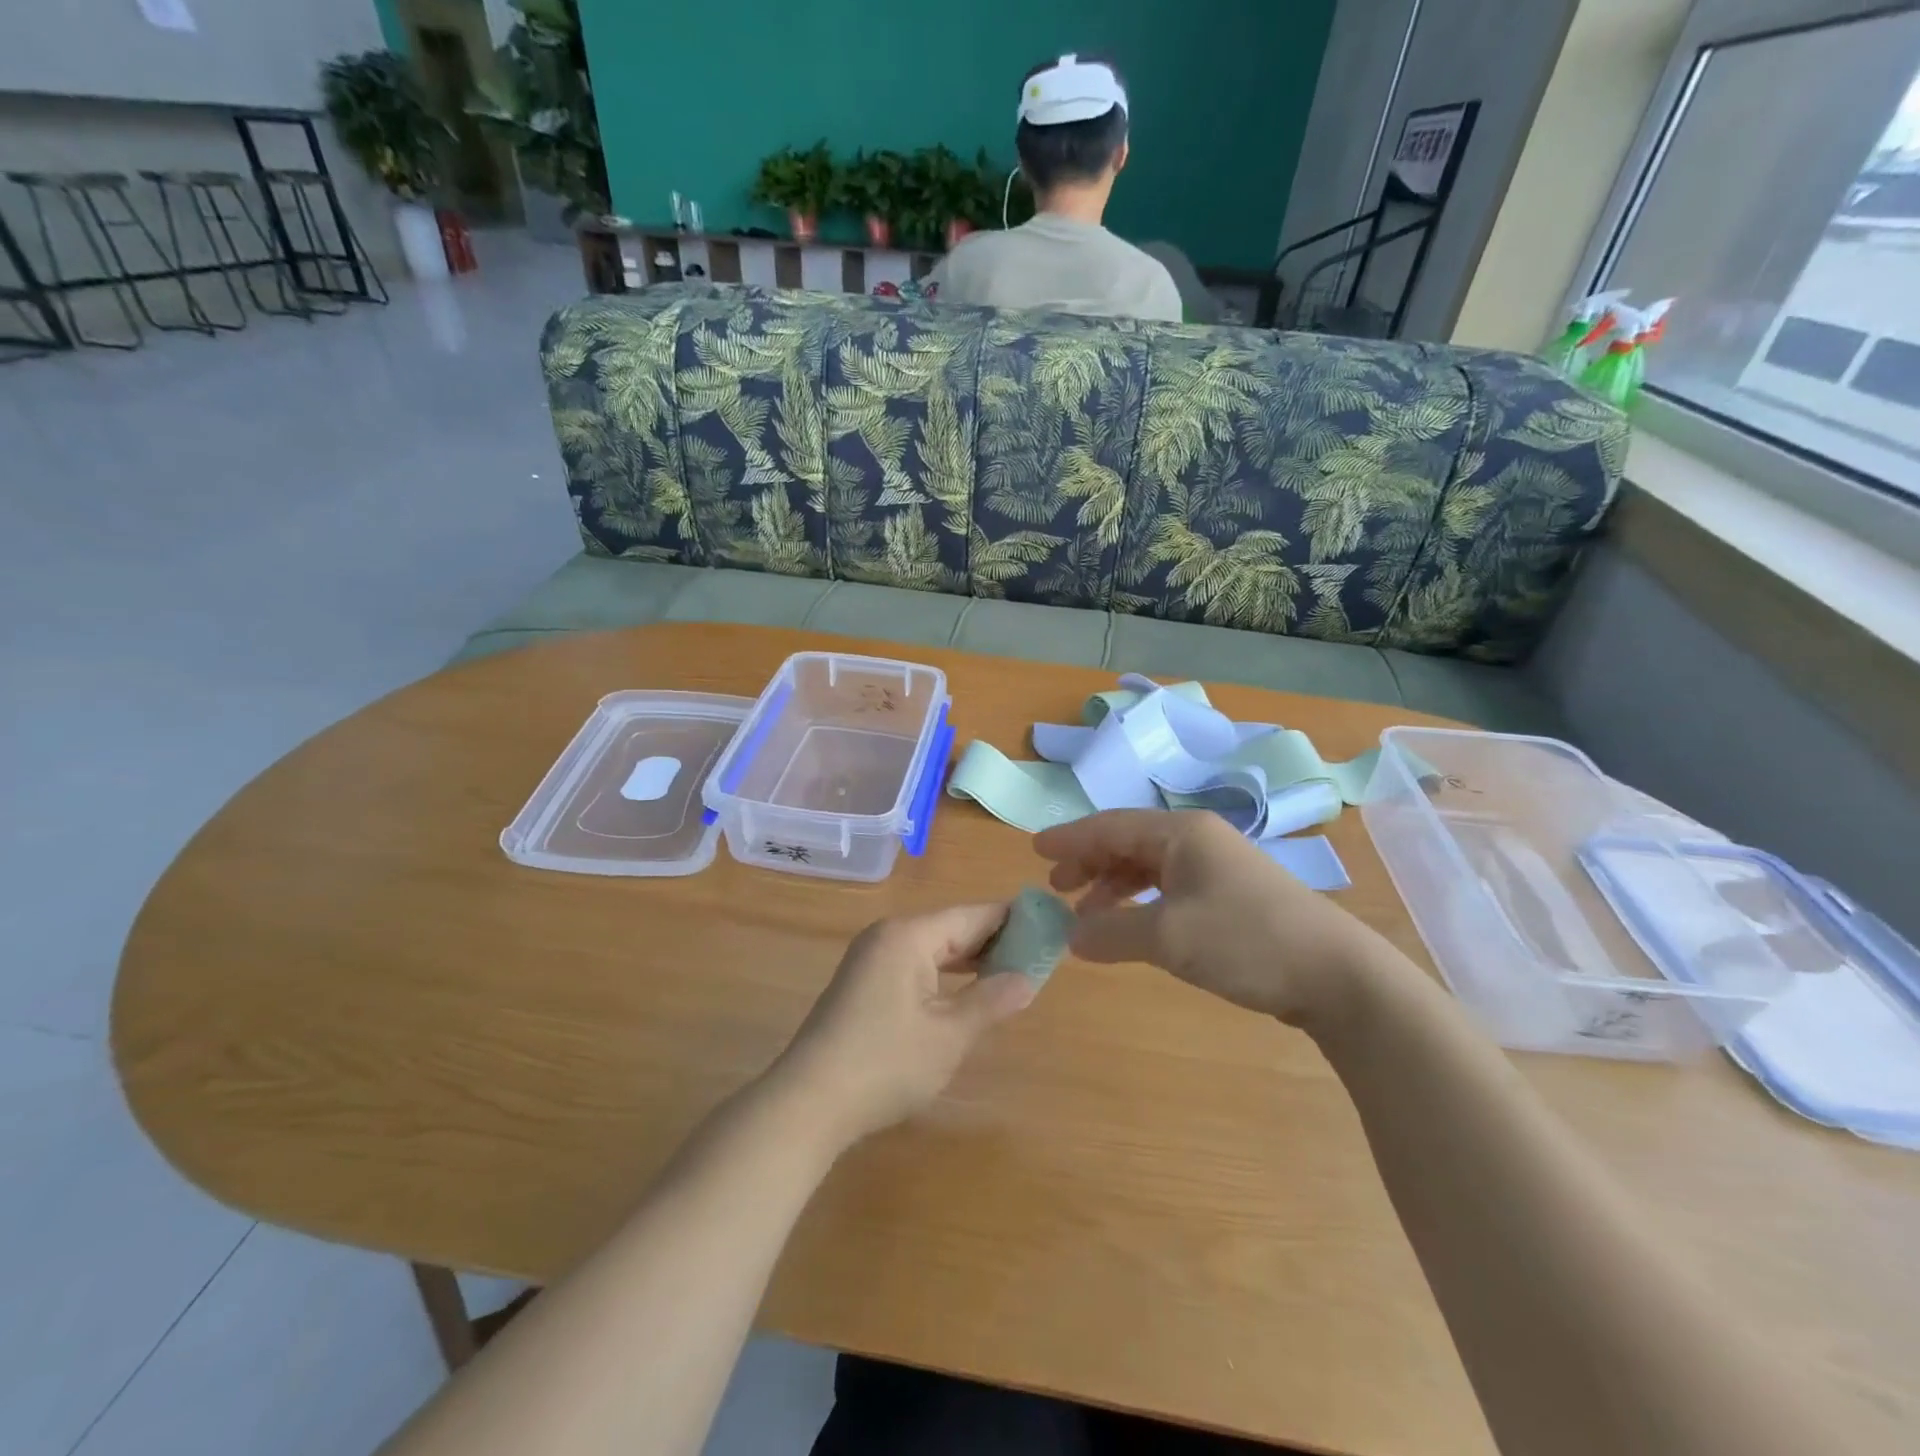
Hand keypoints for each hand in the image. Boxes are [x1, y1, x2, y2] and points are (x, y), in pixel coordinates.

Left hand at [771, 905, 1037, 1145]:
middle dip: (994, 941)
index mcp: (909, 935)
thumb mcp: (949, 1036)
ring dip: (970, 959)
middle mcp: (888, 935)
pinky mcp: (863, 983)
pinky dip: (944, 974)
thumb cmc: (886, 1064)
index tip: (1050, 926)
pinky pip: (915, 964)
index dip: (1013, 920)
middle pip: (952, 927)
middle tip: (1038, 956)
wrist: (808, 1103)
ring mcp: (871, 958)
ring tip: (1012, 972)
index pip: (973, 914)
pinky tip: (966, 991)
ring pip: (934, 947)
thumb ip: (991, 1001)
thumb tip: (1027, 979)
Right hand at [1035, 809, 1393, 1028]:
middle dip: (1089, 862)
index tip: (1034, 850)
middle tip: (1056, 887)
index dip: (1070, 837)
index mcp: (1181, 832)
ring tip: (1085, 914)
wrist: (1336, 975)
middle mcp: (1197, 840)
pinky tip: (1129, 927)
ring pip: (1148, 867)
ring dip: (1113, 886)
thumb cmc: (1245, 940)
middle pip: (1128, 842)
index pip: (1110, 825)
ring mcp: (1217, 868)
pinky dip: (1140, 904)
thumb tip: (1070, 935)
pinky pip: (1168, 889)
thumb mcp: (1167, 937)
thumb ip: (1109, 931)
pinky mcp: (1230, 897)